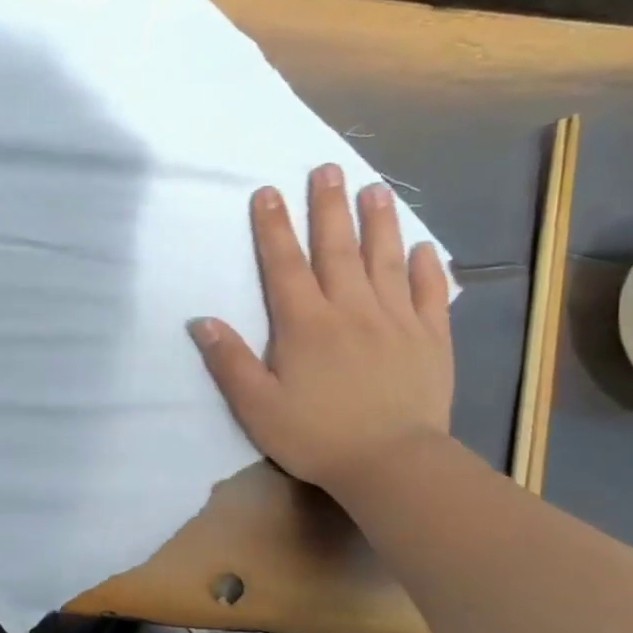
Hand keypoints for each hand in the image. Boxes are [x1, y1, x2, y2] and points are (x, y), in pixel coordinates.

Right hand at [191, 164, 452, 495]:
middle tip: (327, 169)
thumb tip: (201, 320)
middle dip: (327, 207)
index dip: (273, 227)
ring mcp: (397, 321)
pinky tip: (423, 247)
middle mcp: (351, 310)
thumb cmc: (316, 436)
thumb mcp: (256, 407)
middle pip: (336, 249)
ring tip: (375, 188)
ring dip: (378, 223)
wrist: (392, 464)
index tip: (268, 192)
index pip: (284, 265)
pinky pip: (430, 294)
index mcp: (306, 324)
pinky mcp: (431, 339)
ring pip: (386, 260)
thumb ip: (230, 361)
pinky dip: (427, 267)